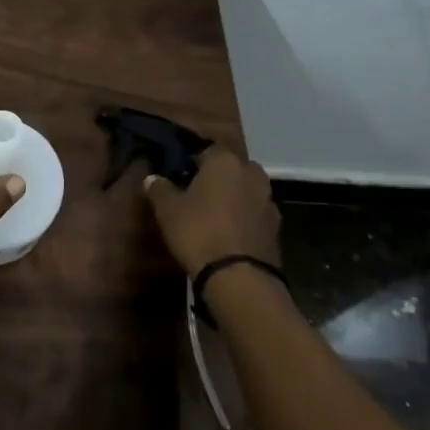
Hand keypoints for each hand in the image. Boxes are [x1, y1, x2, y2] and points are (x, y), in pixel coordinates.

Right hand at [143, 147, 279, 276]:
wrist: (239, 278)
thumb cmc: (199, 232)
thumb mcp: (168, 210)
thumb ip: (159, 189)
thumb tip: (152, 178)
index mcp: (225, 161)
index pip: (207, 150)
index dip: (192, 163)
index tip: (179, 177)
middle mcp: (252, 173)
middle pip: (231, 169)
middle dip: (217, 179)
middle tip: (196, 196)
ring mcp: (269, 200)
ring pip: (246, 191)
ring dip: (233, 199)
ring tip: (213, 217)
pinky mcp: (277, 228)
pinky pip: (255, 215)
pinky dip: (245, 220)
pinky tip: (229, 235)